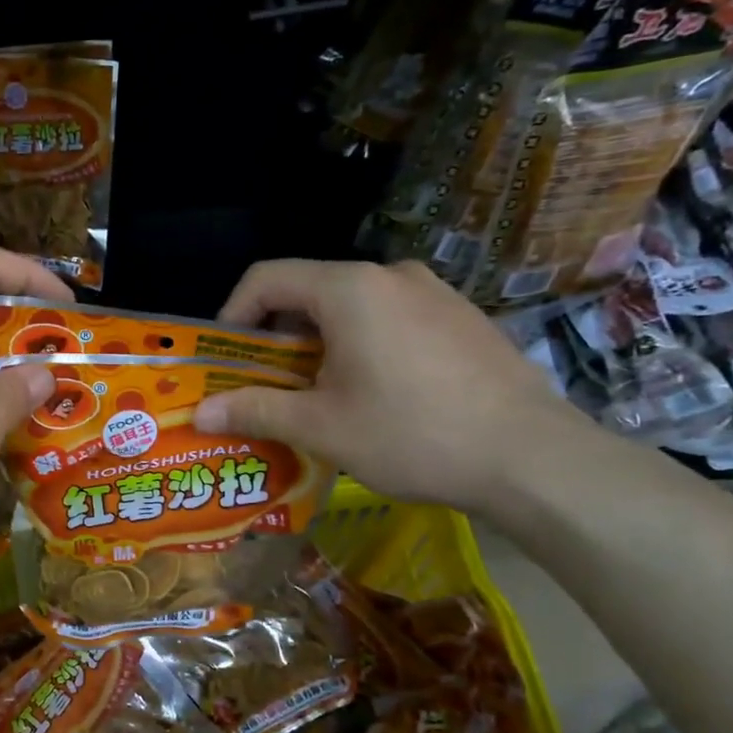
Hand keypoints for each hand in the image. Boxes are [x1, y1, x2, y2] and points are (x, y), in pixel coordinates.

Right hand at [193, 260, 588, 515]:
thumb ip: (256, 409)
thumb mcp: (321, 427)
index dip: (233, 314)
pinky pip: (392, 319)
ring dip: (319, 345)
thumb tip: (200, 413)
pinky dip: (362, 346)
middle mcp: (391, 275)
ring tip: (318, 396)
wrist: (532, 457)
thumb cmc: (411, 434)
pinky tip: (376, 395)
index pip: (267, 278)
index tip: (224, 358)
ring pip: (352, 308)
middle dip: (277, 338)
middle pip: (310, 292)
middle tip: (266, 386)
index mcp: (349, 289)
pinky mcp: (462, 318)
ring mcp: (434, 293)